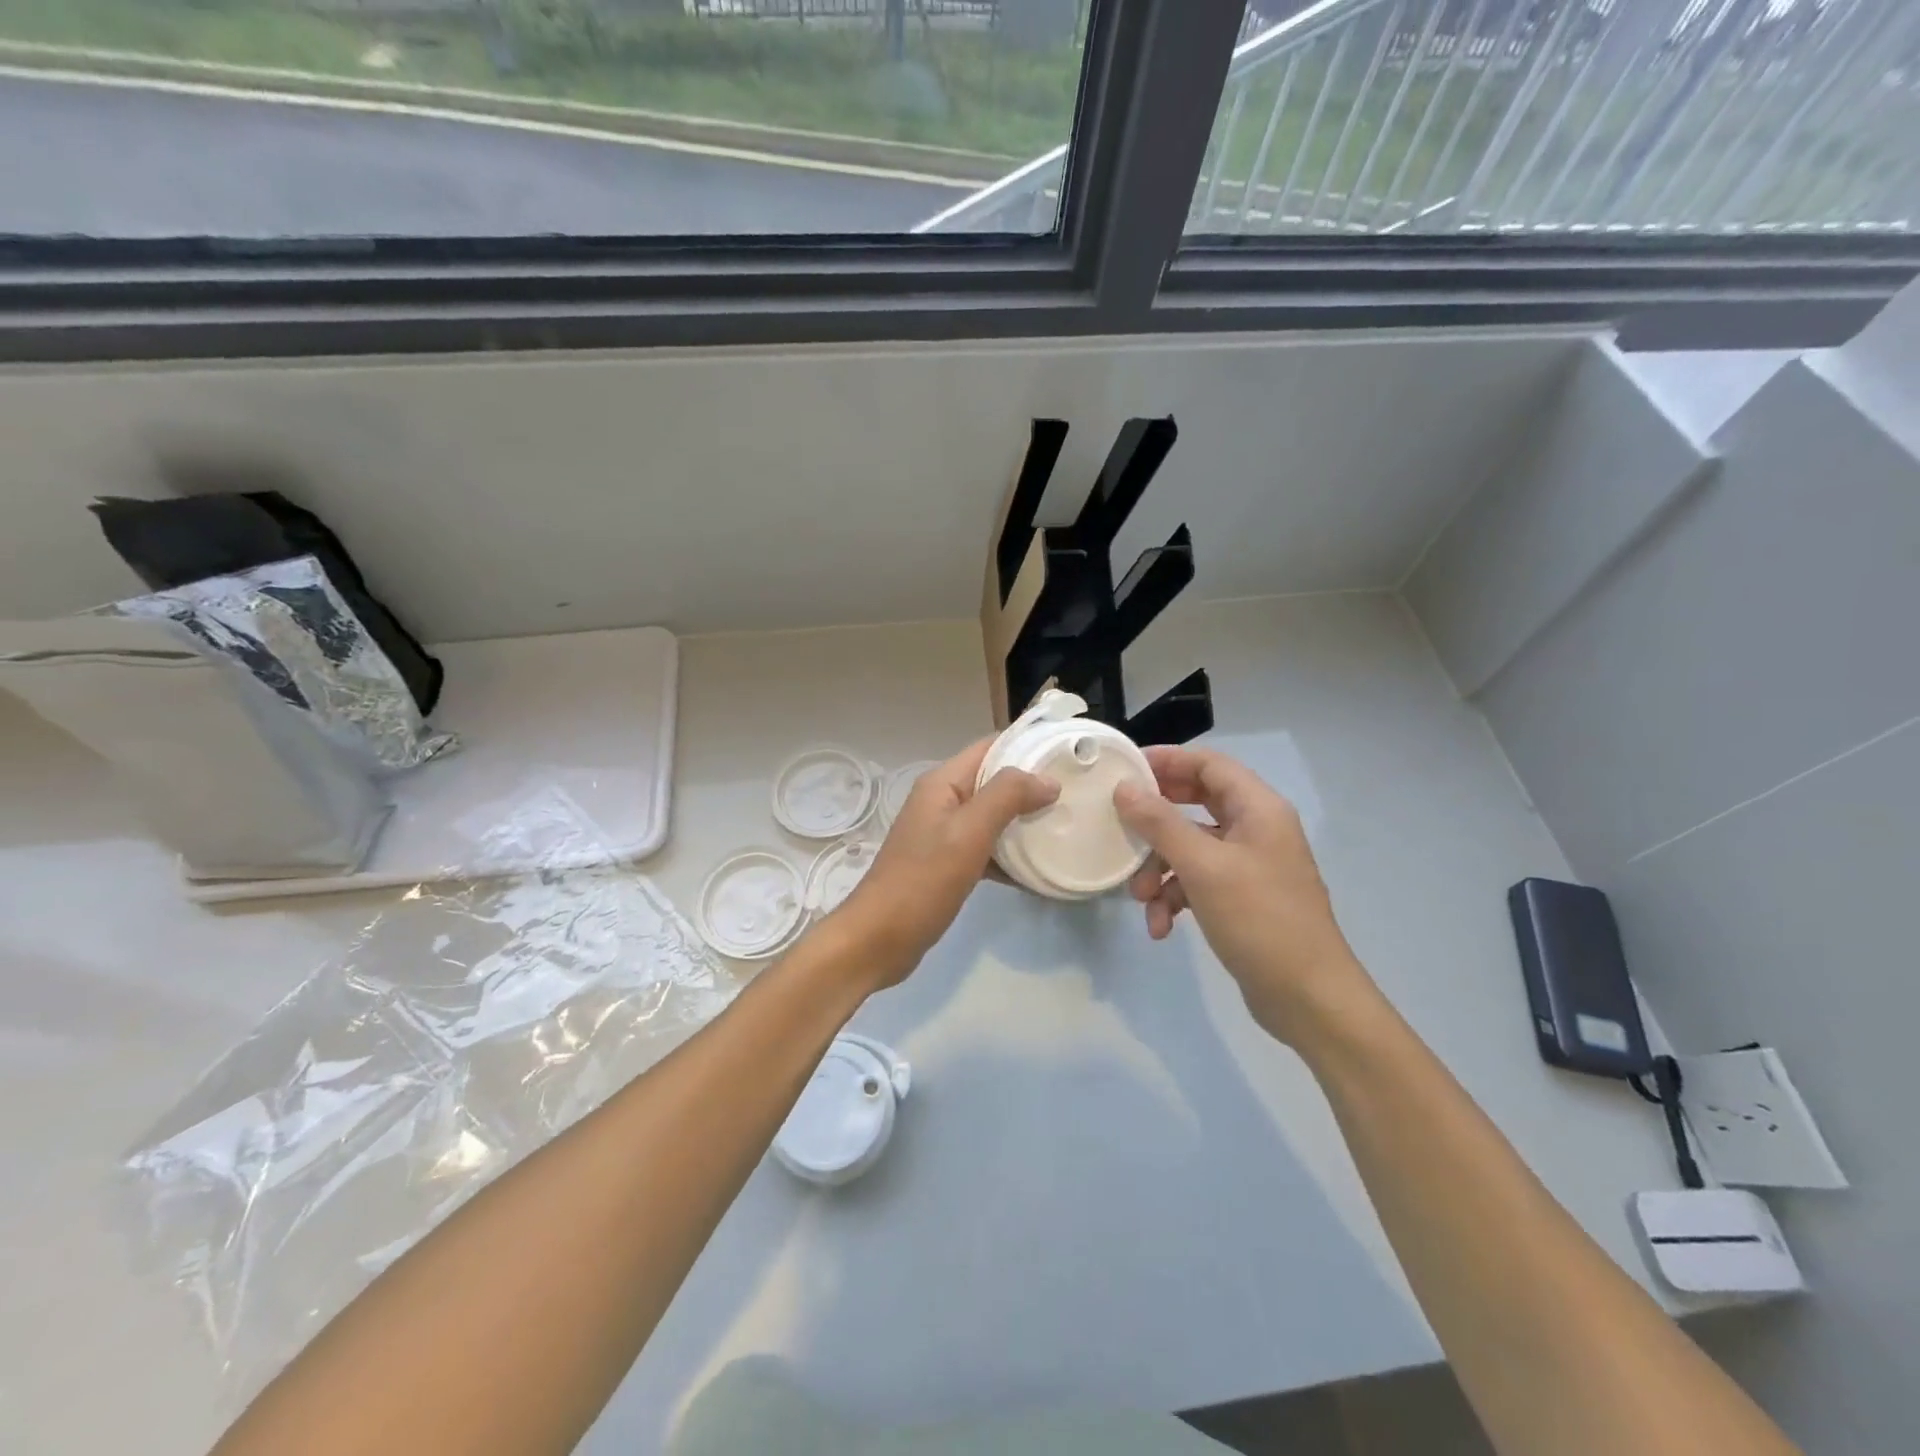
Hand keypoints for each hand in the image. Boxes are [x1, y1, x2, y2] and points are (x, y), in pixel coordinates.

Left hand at [833, 737, 1057, 988]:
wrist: (879, 938)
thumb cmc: (923, 880)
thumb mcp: (968, 833)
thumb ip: (1007, 797)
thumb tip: (1048, 780)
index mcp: (943, 783)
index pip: (990, 746)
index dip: (1027, 745)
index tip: (1068, 754)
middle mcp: (942, 801)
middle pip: (994, 780)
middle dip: (1032, 785)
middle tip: (1076, 794)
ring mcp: (943, 833)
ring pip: (992, 816)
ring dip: (1024, 821)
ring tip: (1065, 827)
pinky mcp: (946, 863)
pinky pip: (986, 848)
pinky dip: (1009, 855)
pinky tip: (1037, 871)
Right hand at [1113, 746, 1374, 1042]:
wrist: (1308, 998)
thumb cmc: (1260, 920)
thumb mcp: (1203, 867)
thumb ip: (1160, 824)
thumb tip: (1124, 789)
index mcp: (1258, 809)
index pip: (1208, 764)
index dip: (1167, 760)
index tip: (1124, 770)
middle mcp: (1256, 829)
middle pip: (1195, 803)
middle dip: (1155, 821)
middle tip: (1120, 823)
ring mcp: (1249, 865)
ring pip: (1190, 847)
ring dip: (1159, 869)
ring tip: (1140, 898)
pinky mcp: (1241, 898)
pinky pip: (1198, 882)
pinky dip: (1175, 898)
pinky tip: (1162, 928)